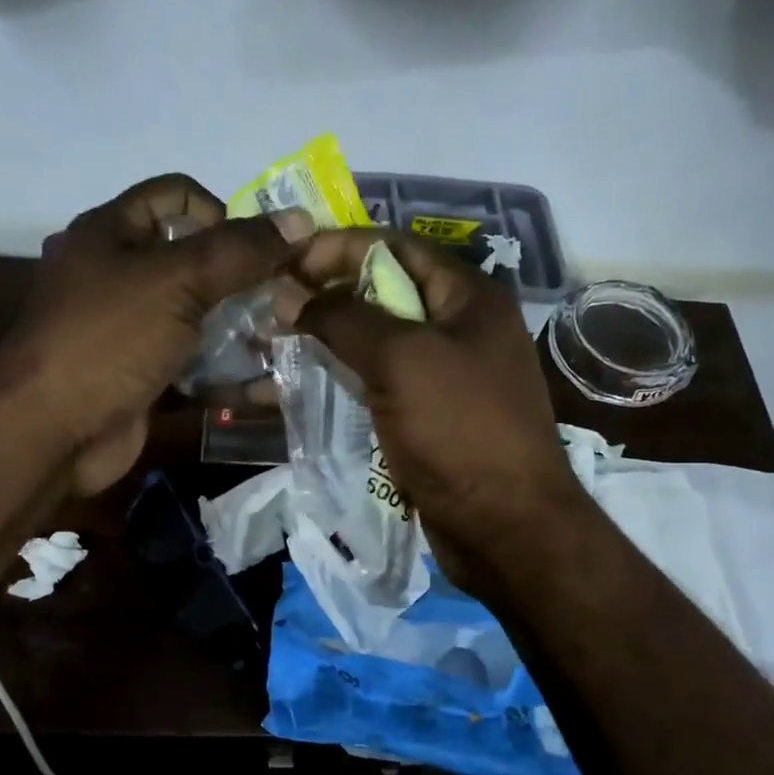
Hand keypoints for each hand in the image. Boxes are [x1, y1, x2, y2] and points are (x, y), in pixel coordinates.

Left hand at [0, 175, 291, 493]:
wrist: (51, 433)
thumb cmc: (108, 339)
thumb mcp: (176, 281)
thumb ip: (240, 251)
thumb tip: (301, 219)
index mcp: (110, 233)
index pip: (175, 197)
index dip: (221, 213)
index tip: (255, 252)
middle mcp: (117, 275)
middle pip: (193, 260)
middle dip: (242, 278)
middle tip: (284, 300)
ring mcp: (129, 331)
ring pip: (198, 316)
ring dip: (241, 327)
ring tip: (282, 339)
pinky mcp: (142, 376)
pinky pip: (192, 362)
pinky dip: (224, 369)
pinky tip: (261, 380)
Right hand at [292, 230, 593, 593]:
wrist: (505, 527)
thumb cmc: (460, 430)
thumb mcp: (401, 360)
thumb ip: (343, 318)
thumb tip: (290, 294)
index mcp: (468, 297)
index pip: (394, 247)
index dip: (336, 248)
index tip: (282, 263)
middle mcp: (460, 328)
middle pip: (383, 295)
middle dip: (325, 296)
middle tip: (268, 308)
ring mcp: (445, 376)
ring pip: (376, 344)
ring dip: (327, 341)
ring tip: (270, 345)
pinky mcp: (429, 418)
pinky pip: (379, 385)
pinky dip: (341, 380)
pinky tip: (299, 385)